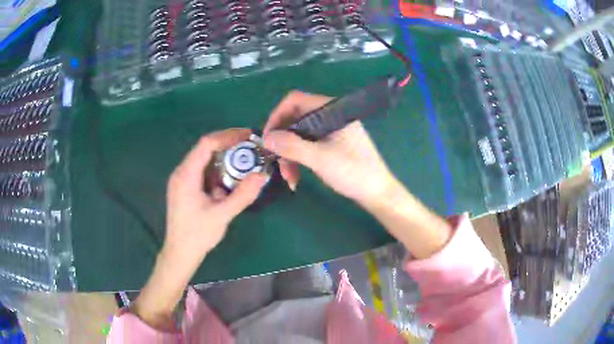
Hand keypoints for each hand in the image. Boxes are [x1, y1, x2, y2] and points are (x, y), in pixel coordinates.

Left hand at [133, 129, 266, 330]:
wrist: (180, 253)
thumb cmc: (197, 235)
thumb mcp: (221, 215)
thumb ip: (242, 195)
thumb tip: (263, 175)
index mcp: (186, 175)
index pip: (207, 144)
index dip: (228, 136)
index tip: (249, 135)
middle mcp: (182, 172)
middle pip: (205, 148)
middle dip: (228, 145)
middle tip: (251, 147)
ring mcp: (182, 180)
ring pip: (204, 160)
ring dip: (224, 158)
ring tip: (245, 161)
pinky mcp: (185, 188)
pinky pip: (203, 171)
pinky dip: (218, 170)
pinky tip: (230, 179)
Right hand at [263, 91, 398, 205]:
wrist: (377, 192)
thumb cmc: (353, 172)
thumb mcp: (320, 159)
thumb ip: (291, 146)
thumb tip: (266, 138)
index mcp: (332, 110)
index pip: (295, 100)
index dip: (276, 116)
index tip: (267, 138)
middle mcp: (330, 115)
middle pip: (295, 119)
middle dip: (283, 142)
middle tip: (275, 162)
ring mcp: (331, 129)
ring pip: (299, 135)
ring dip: (289, 155)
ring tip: (289, 177)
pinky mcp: (331, 143)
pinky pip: (307, 145)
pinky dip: (299, 158)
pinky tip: (296, 176)